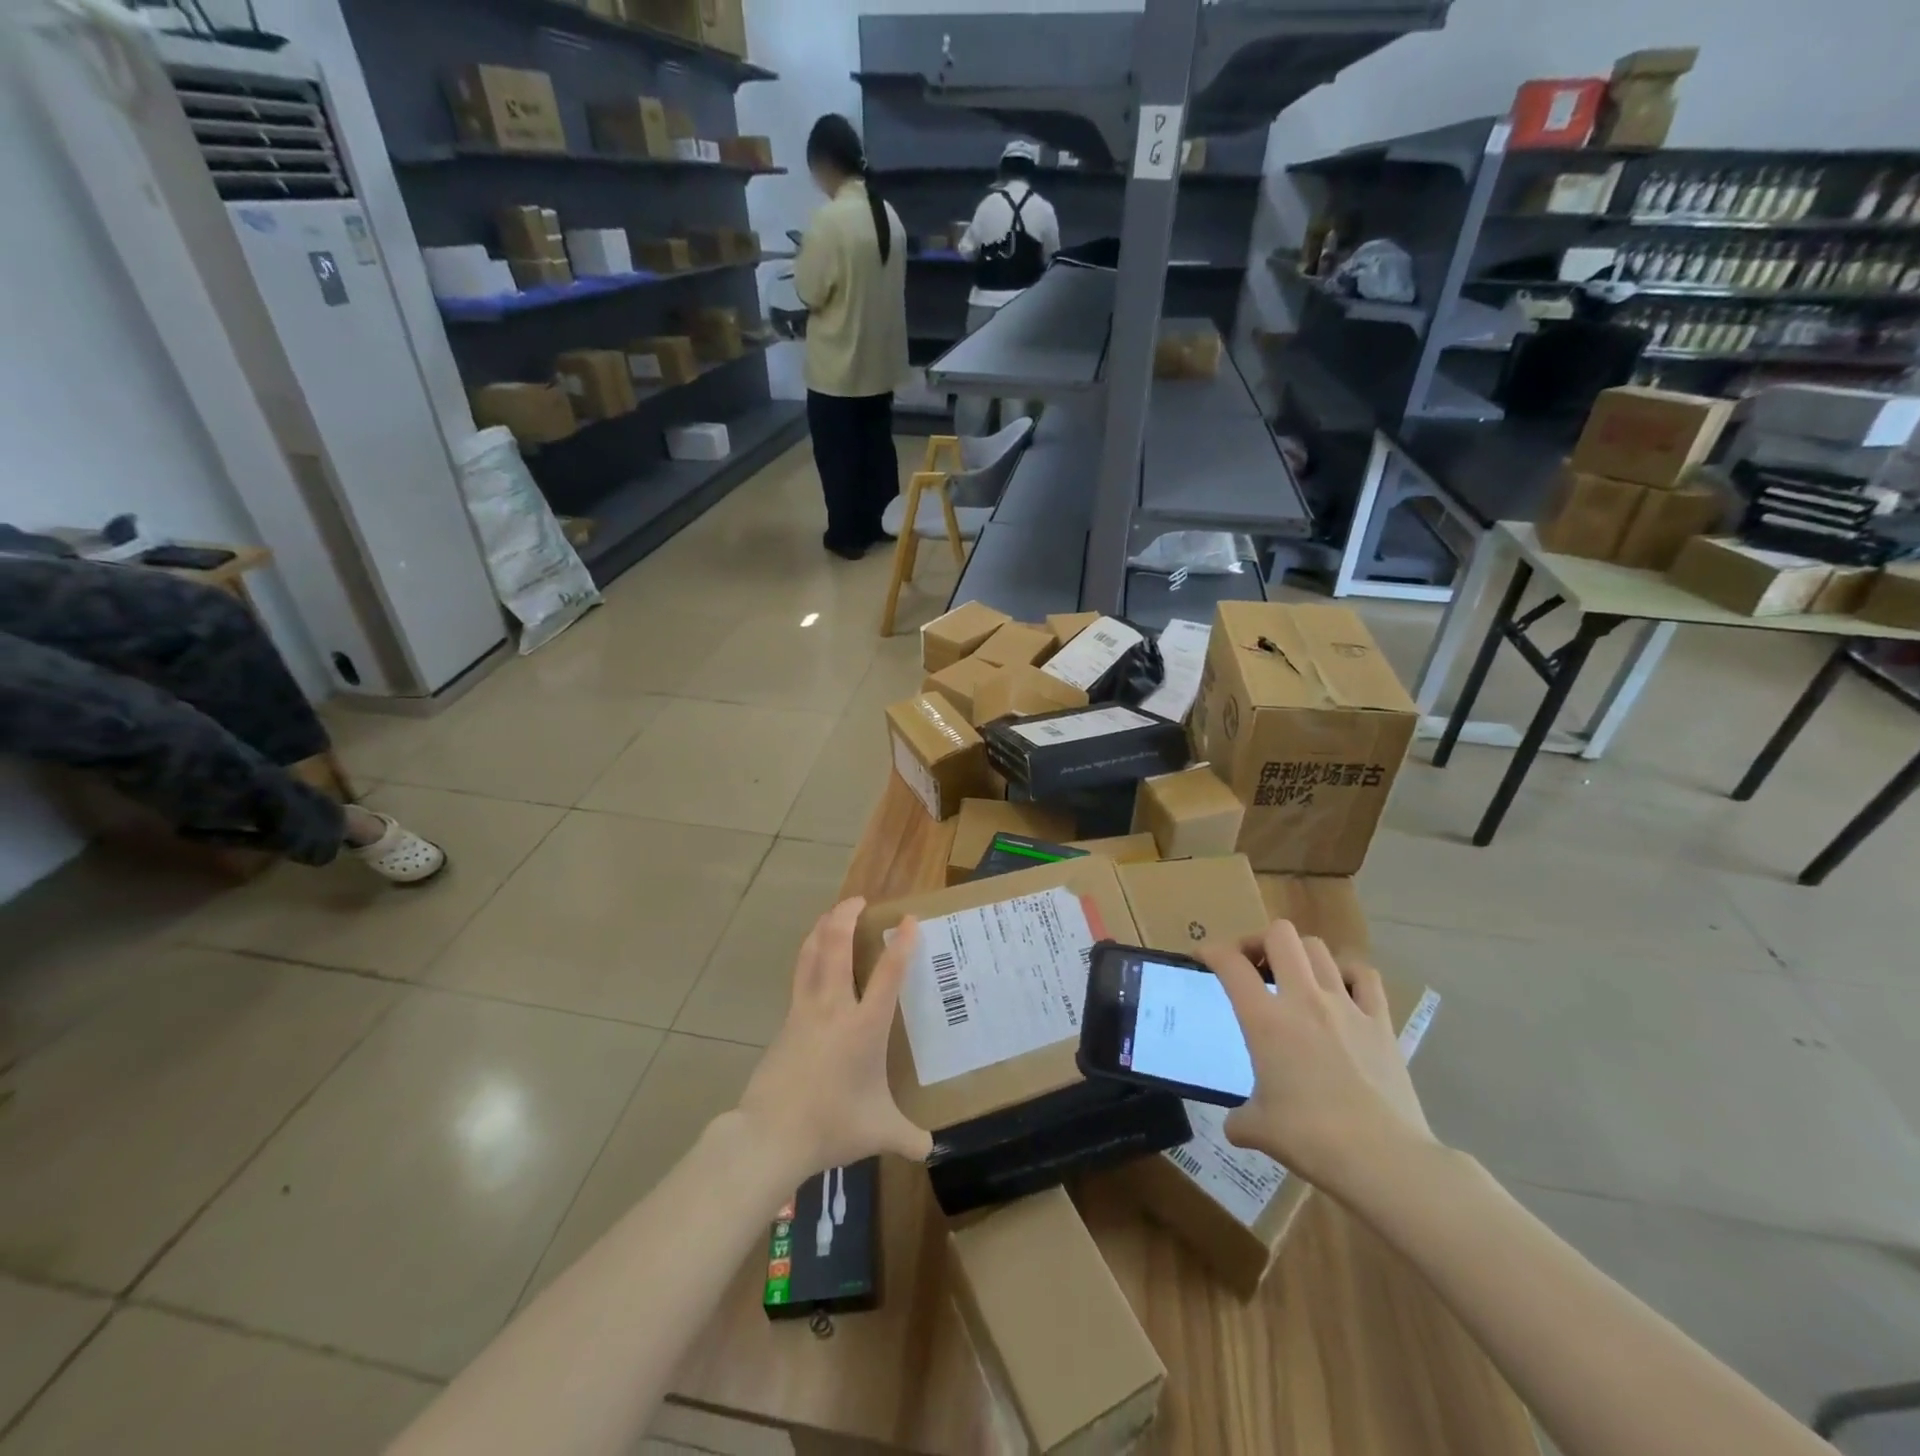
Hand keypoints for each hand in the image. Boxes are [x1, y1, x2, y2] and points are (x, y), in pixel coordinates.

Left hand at [734, 898, 931, 1180]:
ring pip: (810, 953)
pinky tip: (813, 958)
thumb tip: (930, 1148)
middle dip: (846, 915)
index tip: (910, 919)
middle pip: (836, 946)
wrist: (770, 1135)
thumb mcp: (878, 1132)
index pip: (888, 974)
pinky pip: (799, 975)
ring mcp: (804, 1010)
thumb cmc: (831, 1125)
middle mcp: (834, 1007)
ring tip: (833, 915)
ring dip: (822, 928)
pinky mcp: (786, 1020)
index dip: (901, 943)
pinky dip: (809, 955)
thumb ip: (908, 1137)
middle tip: (858, 901)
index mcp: (864, 1026)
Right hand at [1200, 920, 1434, 1193]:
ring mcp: (1346, 1006)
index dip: (1210, 951)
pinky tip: (1341, 991)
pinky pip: (1364, 976)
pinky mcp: (1380, 1022)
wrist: (1384, 1160)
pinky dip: (1347, 973)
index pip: (1230, 963)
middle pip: (1279, 934)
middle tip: (1252, 965)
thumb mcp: (1258, 1129)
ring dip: (1299, 955)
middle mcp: (1303, 999)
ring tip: (1293, 977)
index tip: (1203, 957)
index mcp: (1265, 1019)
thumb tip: (1235, 1125)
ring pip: (1318, 948)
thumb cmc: (1311, 1139)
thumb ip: (1239, 1119)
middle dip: (1259, 941)